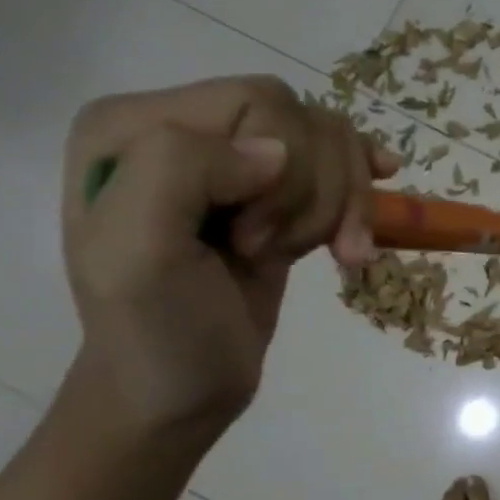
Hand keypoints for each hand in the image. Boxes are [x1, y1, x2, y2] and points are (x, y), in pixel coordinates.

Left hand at [61, 77, 396, 439]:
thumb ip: (180, 170)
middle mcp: (184, 129)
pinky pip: (337, 167)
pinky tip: (366, 223)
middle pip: (301, 119)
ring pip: (330, 143)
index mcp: (134, 127)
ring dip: (342, 205)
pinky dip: (362, 199)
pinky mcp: (272, 198)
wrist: (176, 396)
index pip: (257, 103)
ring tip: (325, 255)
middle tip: (276, 251)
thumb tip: (276, 153)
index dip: (281, 172)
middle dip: (314, 191)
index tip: (249, 242)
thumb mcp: (136, 253)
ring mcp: (232, 163)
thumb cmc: (154, 332)